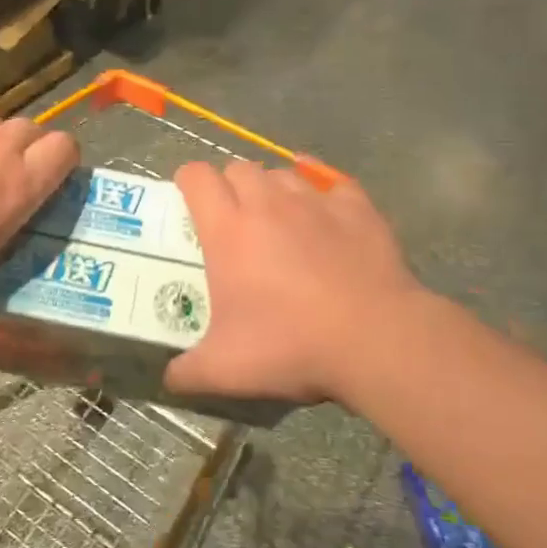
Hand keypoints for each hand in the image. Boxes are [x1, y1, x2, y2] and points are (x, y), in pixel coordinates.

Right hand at [166, 159, 428, 407]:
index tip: (190, 205)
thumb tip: (170, 379)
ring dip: (273, 190)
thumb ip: (188, 372)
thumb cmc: (291, 345)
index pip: (196, 176)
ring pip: (283, 174)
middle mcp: (268, 202)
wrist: (376, 339)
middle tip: (234, 222)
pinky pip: (333, 183)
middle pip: (238, 168)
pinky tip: (325, 210)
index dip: (187, 183)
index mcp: (228, 229)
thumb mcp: (226, 369)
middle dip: (230, 187)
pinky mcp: (357, 208)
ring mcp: (316, 201)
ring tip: (280, 222)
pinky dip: (323, 192)